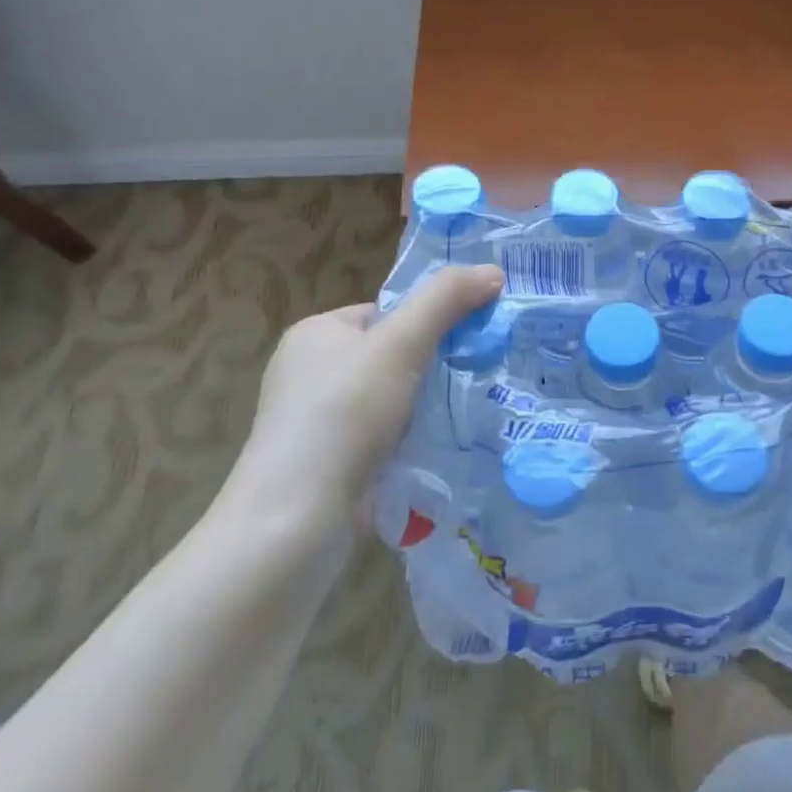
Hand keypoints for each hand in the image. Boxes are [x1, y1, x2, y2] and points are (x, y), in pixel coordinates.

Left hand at [213, 264, 504, 534]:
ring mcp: (318, 421)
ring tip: (468, 412)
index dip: (430, 321)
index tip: (470, 340)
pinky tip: (440, 447)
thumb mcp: (401, 343)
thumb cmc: (344, 414)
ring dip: (426, 406)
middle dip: (433, 367)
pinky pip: (384, 436)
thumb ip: (446, 300)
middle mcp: (310, 372)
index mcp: (316, 333)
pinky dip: (411, 439)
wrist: (297, 520)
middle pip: (392, 355)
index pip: (387, 312)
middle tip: (476, 376)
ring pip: (392, 398)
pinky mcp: (330, 463)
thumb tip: (494, 271)